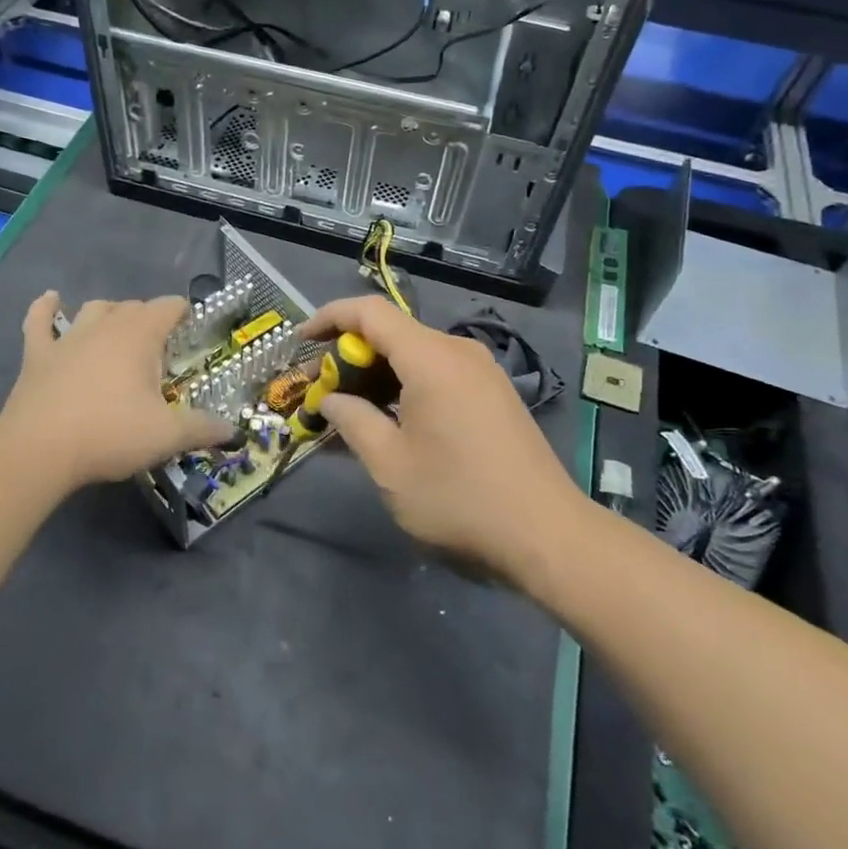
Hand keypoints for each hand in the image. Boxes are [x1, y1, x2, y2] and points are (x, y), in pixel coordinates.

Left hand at [0, 291, 234, 490]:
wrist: (39, 450)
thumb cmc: (110, 434)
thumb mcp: (167, 436)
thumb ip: (203, 429)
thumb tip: (234, 432)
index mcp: (140, 336)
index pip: (168, 307)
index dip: (181, 311)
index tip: (190, 327)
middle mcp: (105, 327)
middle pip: (133, 307)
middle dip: (150, 318)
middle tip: (160, 346)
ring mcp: (68, 338)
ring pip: (93, 309)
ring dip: (109, 313)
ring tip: (118, 329)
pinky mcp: (37, 355)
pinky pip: (39, 321)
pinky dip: (45, 308)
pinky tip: (50, 299)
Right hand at [300, 296, 580, 580]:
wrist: (547, 535)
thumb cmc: (458, 498)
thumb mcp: (389, 464)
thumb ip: (353, 421)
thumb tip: (332, 400)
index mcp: (430, 358)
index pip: (370, 313)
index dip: (329, 318)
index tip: (300, 341)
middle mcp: (458, 352)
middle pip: (393, 333)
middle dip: (350, 356)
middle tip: (322, 392)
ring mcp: (482, 372)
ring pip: (416, 355)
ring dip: (378, 375)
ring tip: (351, 411)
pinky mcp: (494, 394)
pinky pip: (438, 374)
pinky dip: (406, 387)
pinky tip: (392, 422)